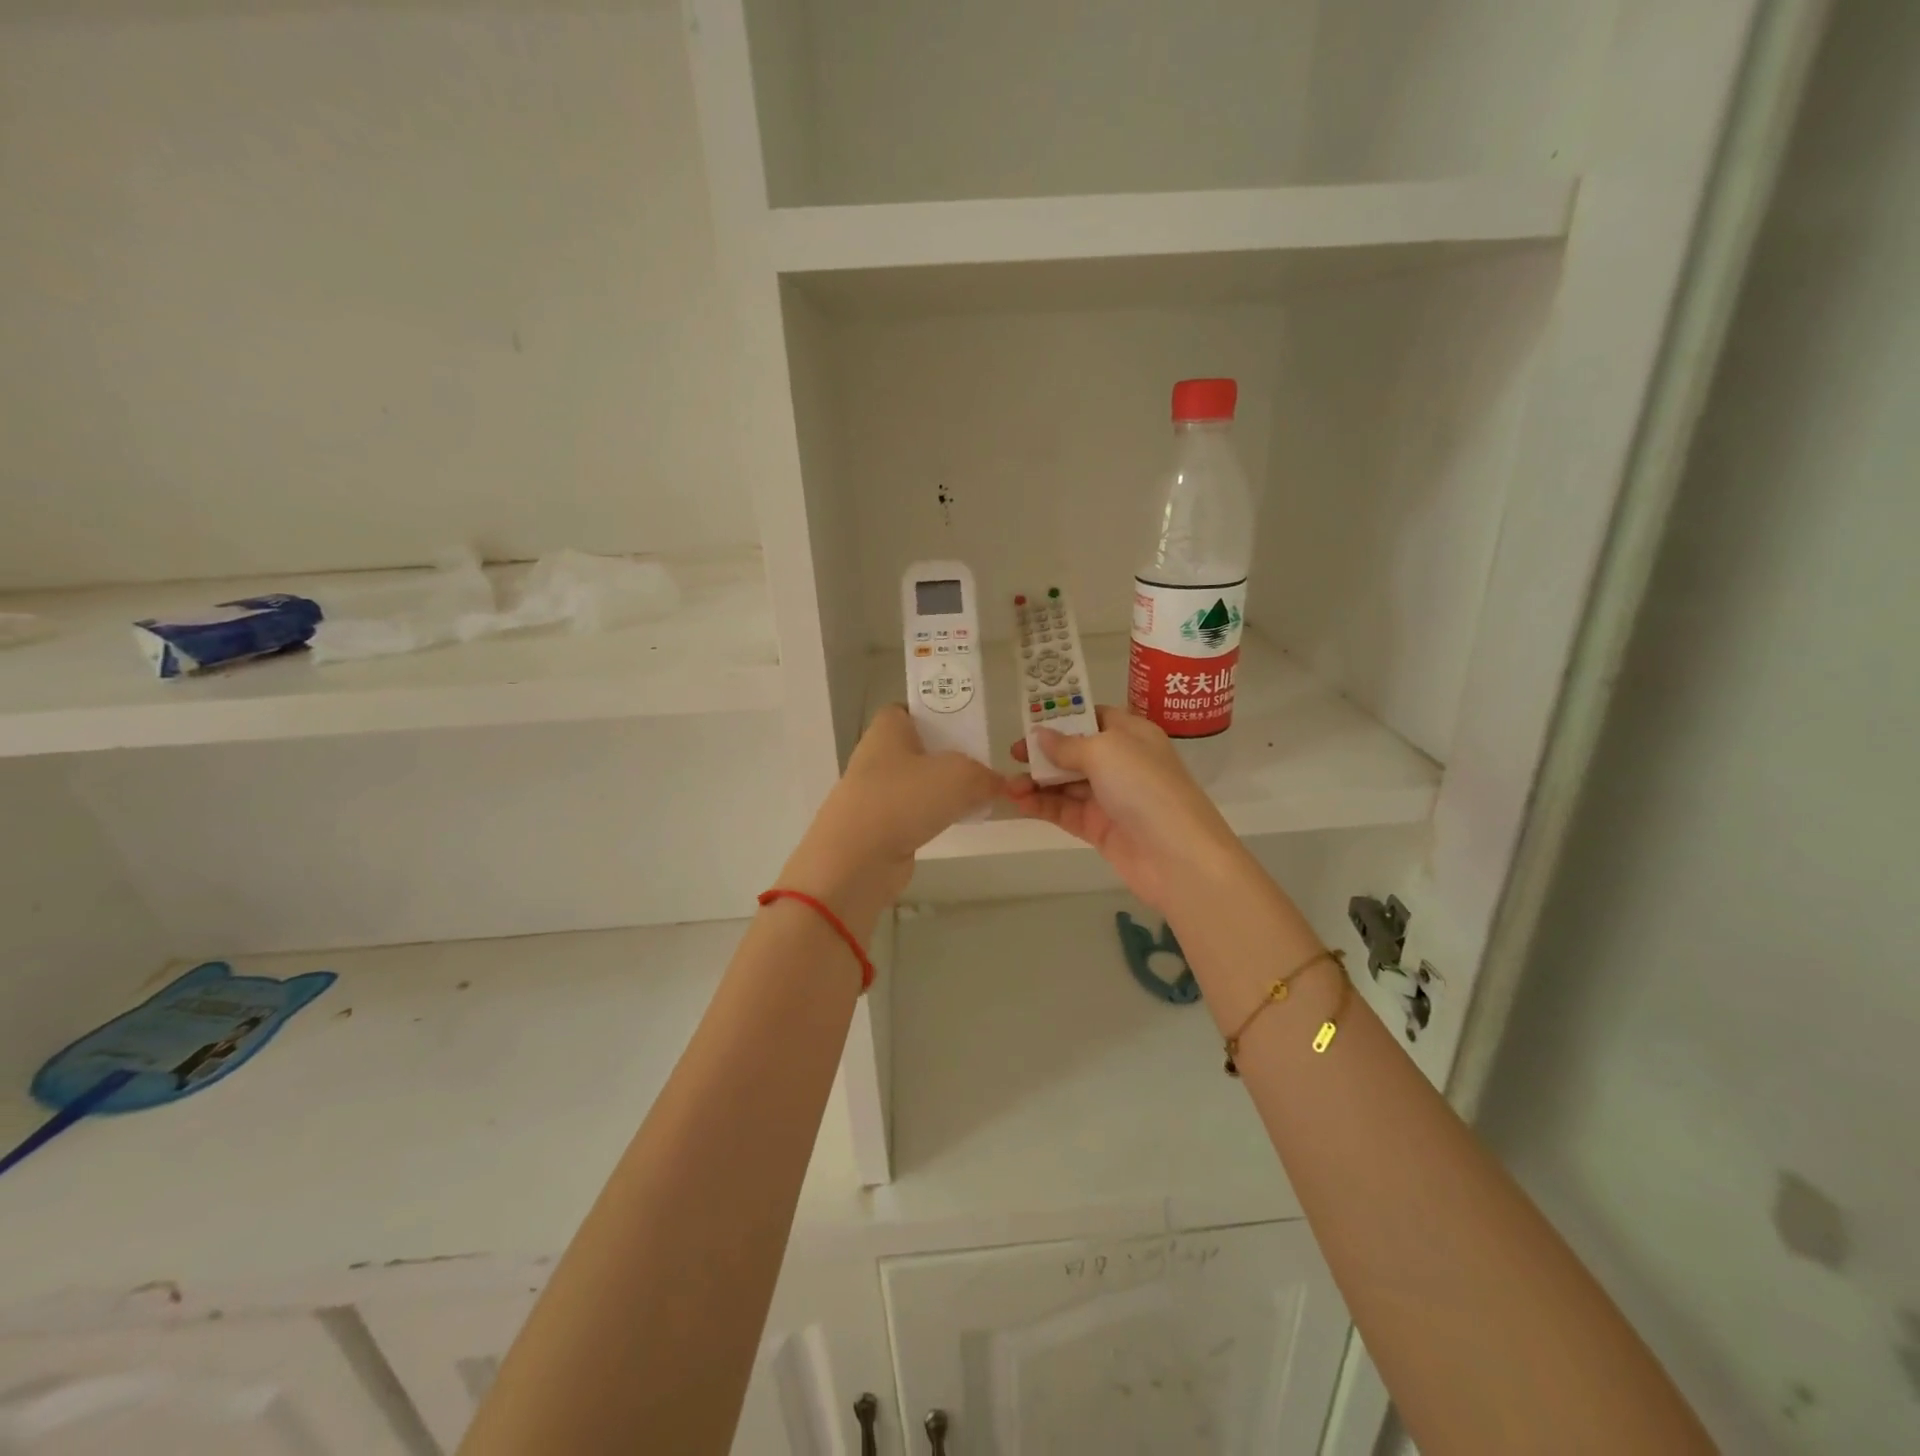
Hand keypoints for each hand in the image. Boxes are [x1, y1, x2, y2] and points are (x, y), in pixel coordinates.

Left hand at [779, 705, 1005, 933]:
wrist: (857, 860)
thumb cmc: (905, 799)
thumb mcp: (960, 776)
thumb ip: (985, 776)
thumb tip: (997, 784)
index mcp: (887, 730)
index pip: (908, 710)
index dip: (935, 714)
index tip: (965, 727)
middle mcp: (877, 757)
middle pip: (918, 748)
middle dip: (948, 756)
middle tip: (982, 765)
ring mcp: (875, 794)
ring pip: (917, 784)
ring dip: (943, 791)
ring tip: (978, 797)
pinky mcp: (879, 828)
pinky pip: (913, 814)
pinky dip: (933, 818)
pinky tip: (956, 824)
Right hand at [1009, 706, 1245, 912]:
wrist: (1177, 856)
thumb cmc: (1144, 787)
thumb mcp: (1105, 751)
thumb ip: (1067, 745)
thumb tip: (1040, 736)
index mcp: (1131, 734)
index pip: (1093, 717)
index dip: (1063, 717)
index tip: (1030, 722)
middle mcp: (1121, 763)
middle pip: (1074, 751)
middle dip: (1043, 753)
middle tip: (1012, 756)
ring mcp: (1110, 797)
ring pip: (1066, 784)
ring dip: (1037, 782)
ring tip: (1009, 786)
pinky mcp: (1099, 828)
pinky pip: (1065, 811)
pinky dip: (1042, 806)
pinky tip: (1019, 803)